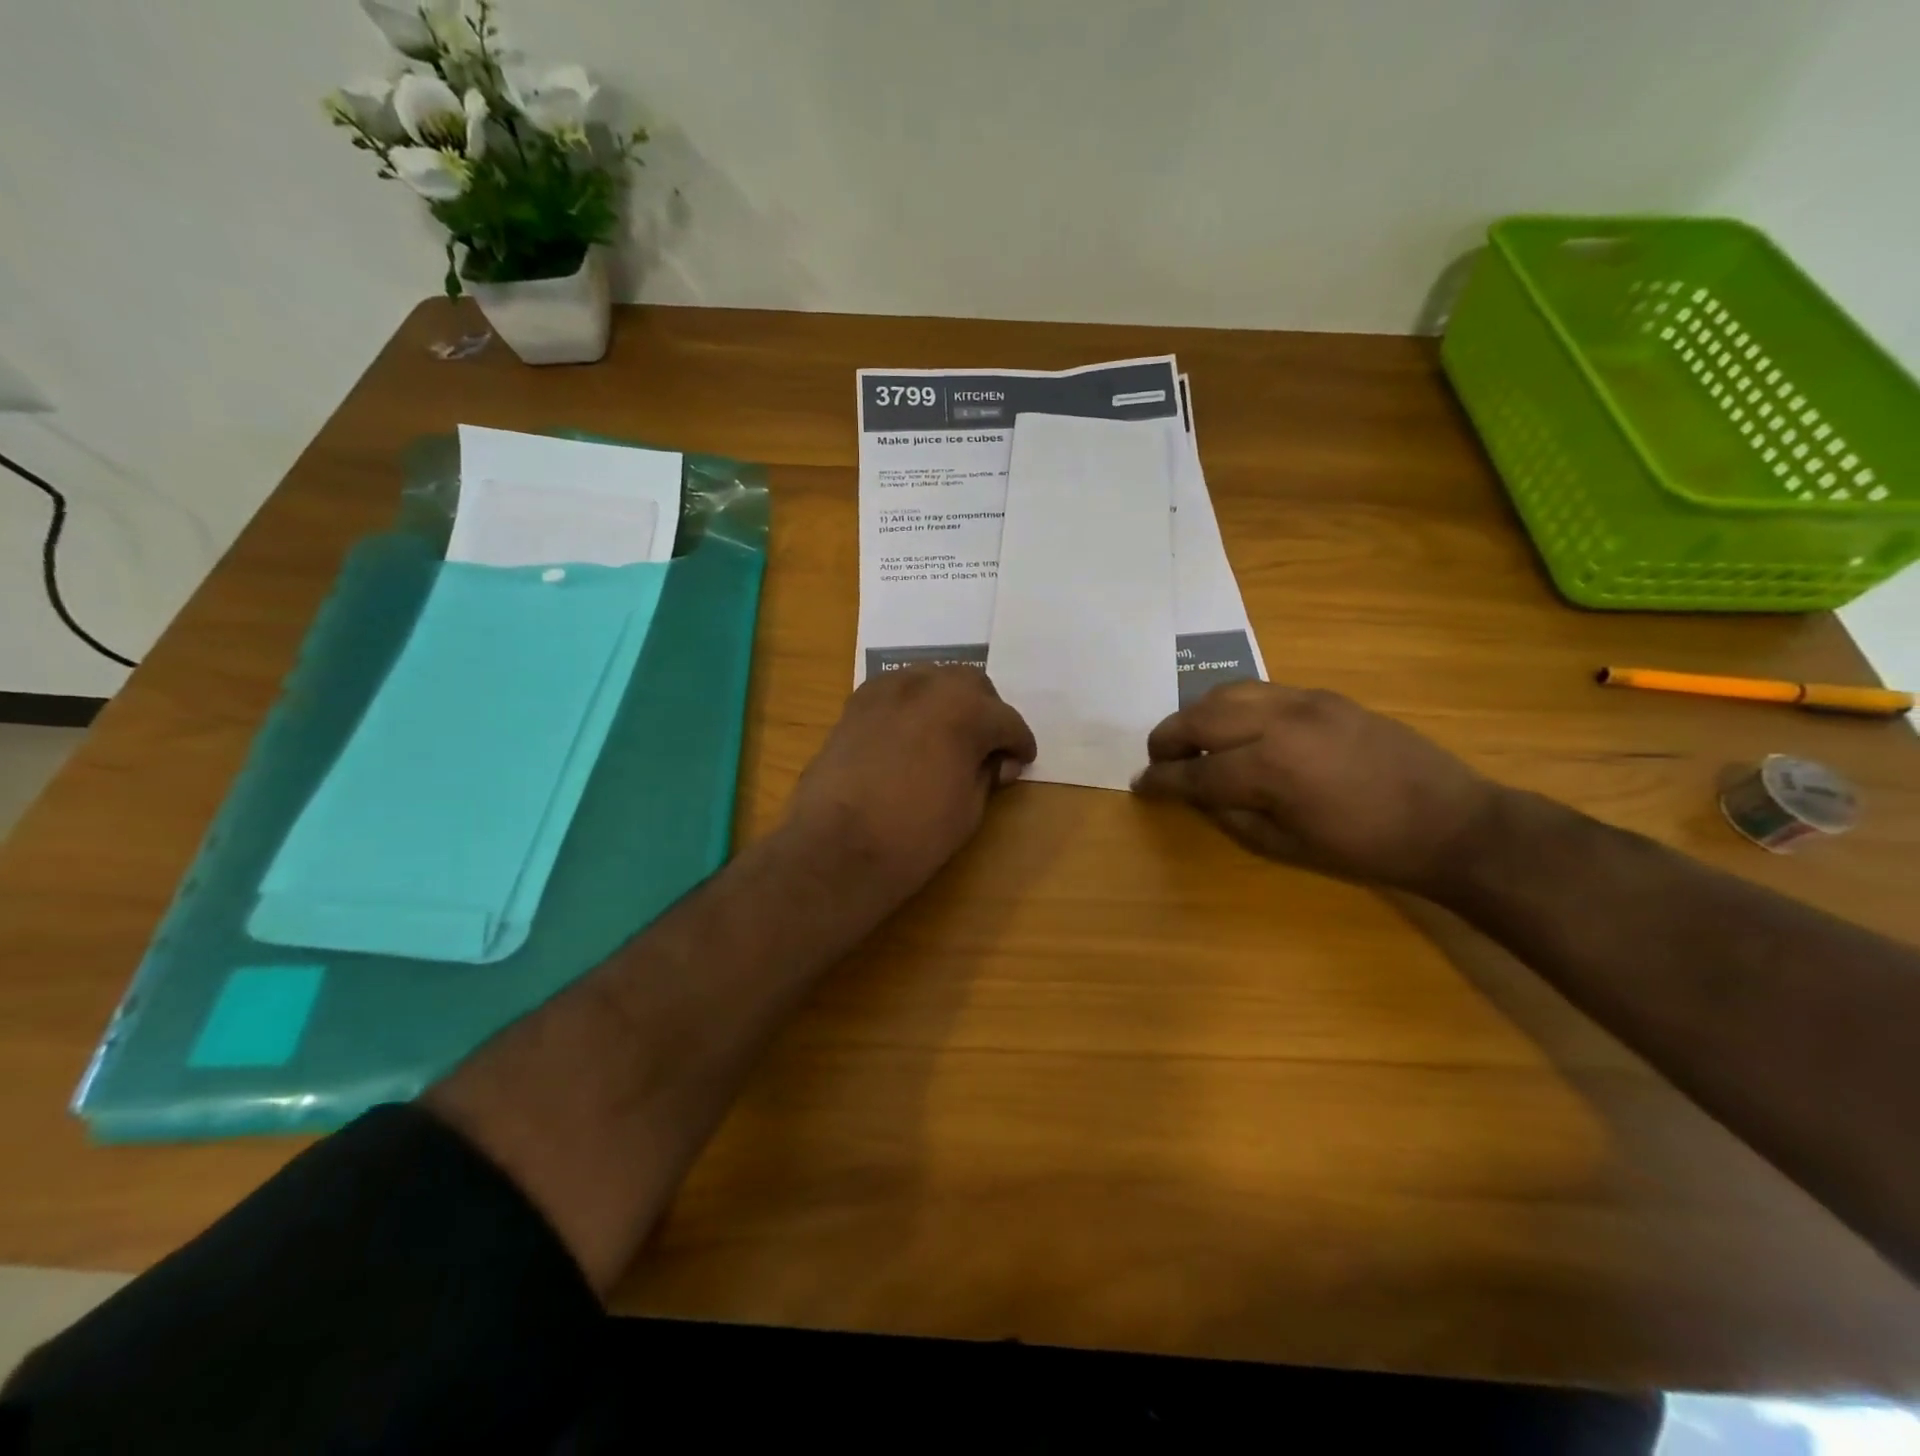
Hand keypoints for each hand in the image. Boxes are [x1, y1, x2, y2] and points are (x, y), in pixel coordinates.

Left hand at [782, 665, 1036, 907]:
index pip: (1007, 720)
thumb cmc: (913, 836)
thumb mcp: (969, 810)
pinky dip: (913, 705)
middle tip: (987, 749)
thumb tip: (993, 761)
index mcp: (965, 710)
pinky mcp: (856, 704)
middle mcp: (928, 685)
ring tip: (948, 738)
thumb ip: (987, 773)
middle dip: (986, 713)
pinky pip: (897, 691)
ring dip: (949, 703)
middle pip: (972, 685)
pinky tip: (911, 735)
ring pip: (932, 680)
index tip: (1020, 763)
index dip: (1019, 744)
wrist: (835, 849)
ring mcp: (886, 690)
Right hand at [1131, 682, 1502, 894]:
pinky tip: (1237, 727)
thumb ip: (1231, 814)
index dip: (1162, 780)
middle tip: (1159, 758)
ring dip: (1198, 714)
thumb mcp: (1286, 846)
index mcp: (1269, 769)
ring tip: (1193, 738)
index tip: (1140, 785)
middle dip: (1168, 738)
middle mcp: (1278, 723)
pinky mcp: (1324, 695)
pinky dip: (1234, 705)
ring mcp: (1304, 701)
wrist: (1449, 821)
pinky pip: (1261, 690)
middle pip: (1200, 718)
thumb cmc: (1365, 848)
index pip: (1195, 771)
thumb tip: (1197, 793)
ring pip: (1227, 692)